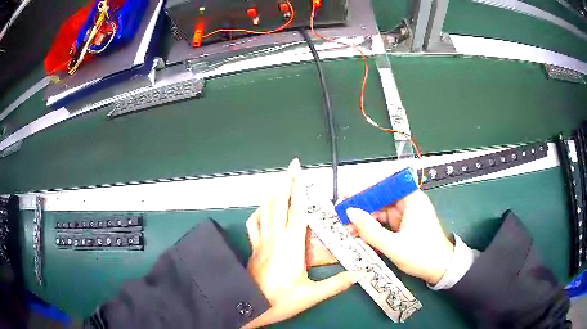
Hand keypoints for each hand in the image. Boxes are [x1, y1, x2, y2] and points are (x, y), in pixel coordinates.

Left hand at [244, 159, 364, 327]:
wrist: (250, 307)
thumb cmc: (281, 301)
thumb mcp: (312, 294)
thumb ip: (337, 284)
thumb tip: (360, 274)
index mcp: (291, 245)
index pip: (297, 210)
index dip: (298, 188)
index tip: (298, 170)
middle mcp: (274, 238)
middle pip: (278, 203)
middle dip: (284, 182)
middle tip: (291, 167)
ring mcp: (261, 242)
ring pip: (264, 210)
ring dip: (272, 194)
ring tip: (279, 183)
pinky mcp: (254, 249)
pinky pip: (253, 224)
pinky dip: (259, 212)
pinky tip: (263, 210)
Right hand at [346, 189, 453, 284]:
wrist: (440, 270)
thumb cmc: (422, 255)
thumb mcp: (394, 246)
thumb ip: (370, 230)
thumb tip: (350, 212)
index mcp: (412, 200)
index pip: (387, 183)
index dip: (366, 185)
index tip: (348, 192)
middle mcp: (409, 203)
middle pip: (382, 196)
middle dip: (362, 203)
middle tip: (343, 210)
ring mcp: (406, 214)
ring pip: (381, 209)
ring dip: (365, 216)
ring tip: (348, 224)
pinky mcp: (404, 225)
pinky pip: (384, 221)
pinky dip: (373, 225)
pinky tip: (360, 232)